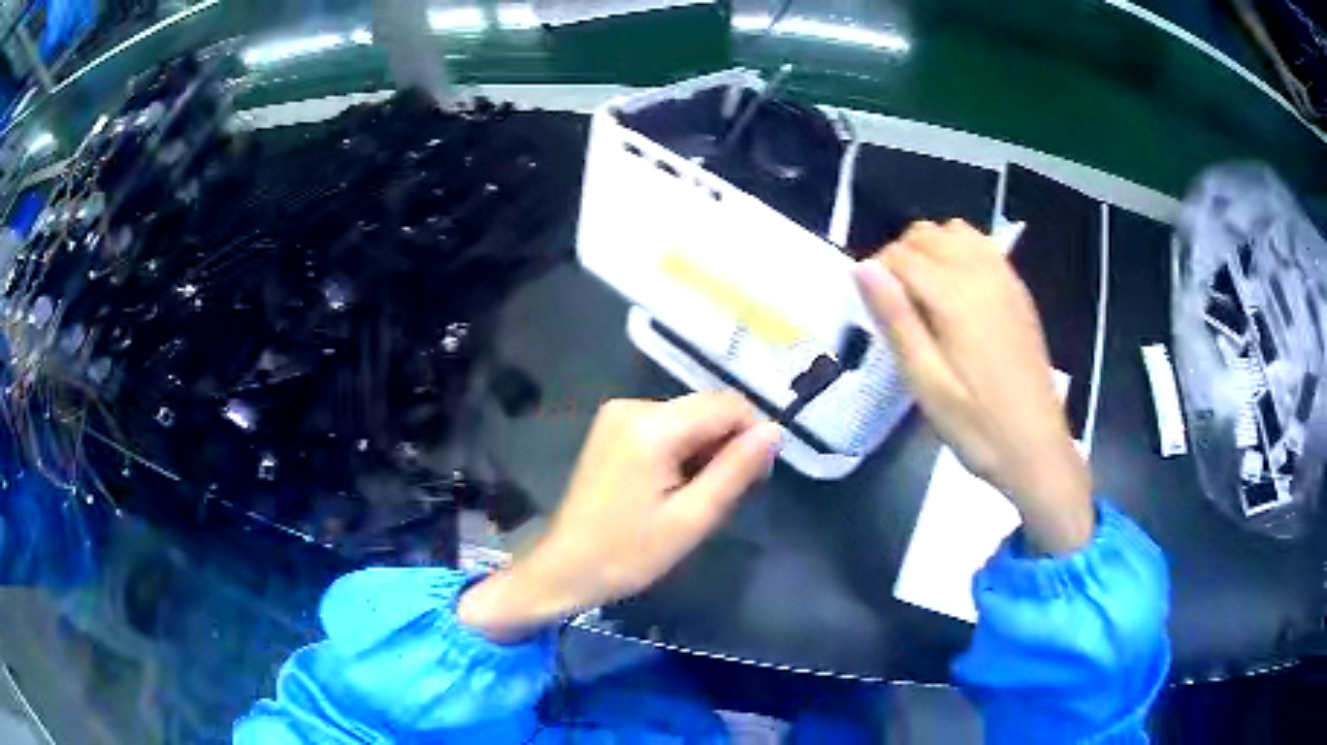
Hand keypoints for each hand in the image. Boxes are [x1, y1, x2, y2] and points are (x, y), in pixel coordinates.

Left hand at [458, 392, 780, 641]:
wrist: (565, 568)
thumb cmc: (629, 553)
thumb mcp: (692, 518)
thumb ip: (735, 470)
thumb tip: (775, 430)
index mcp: (652, 426)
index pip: (728, 404)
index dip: (753, 434)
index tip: (756, 477)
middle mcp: (633, 405)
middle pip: (707, 408)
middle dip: (728, 444)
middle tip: (726, 495)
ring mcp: (618, 414)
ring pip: (689, 417)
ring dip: (705, 450)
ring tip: (696, 497)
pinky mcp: (612, 427)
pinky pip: (666, 425)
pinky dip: (682, 450)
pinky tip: (674, 487)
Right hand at [854, 219, 1093, 553]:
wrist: (1035, 447)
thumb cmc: (976, 425)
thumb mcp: (926, 383)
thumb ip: (896, 320)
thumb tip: (863, 267)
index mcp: (955, 298)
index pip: (901, 255)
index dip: (877, 274)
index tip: (872, 309)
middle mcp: (981, 275)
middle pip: (927, 235)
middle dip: (901, 257)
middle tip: (896, 306)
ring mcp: (1005, 281)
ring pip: (957, 233)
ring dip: (932, 250)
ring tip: (925, 295)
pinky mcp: (1018, 293)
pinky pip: (984, 248)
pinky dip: (962, 253)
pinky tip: (958, 292)